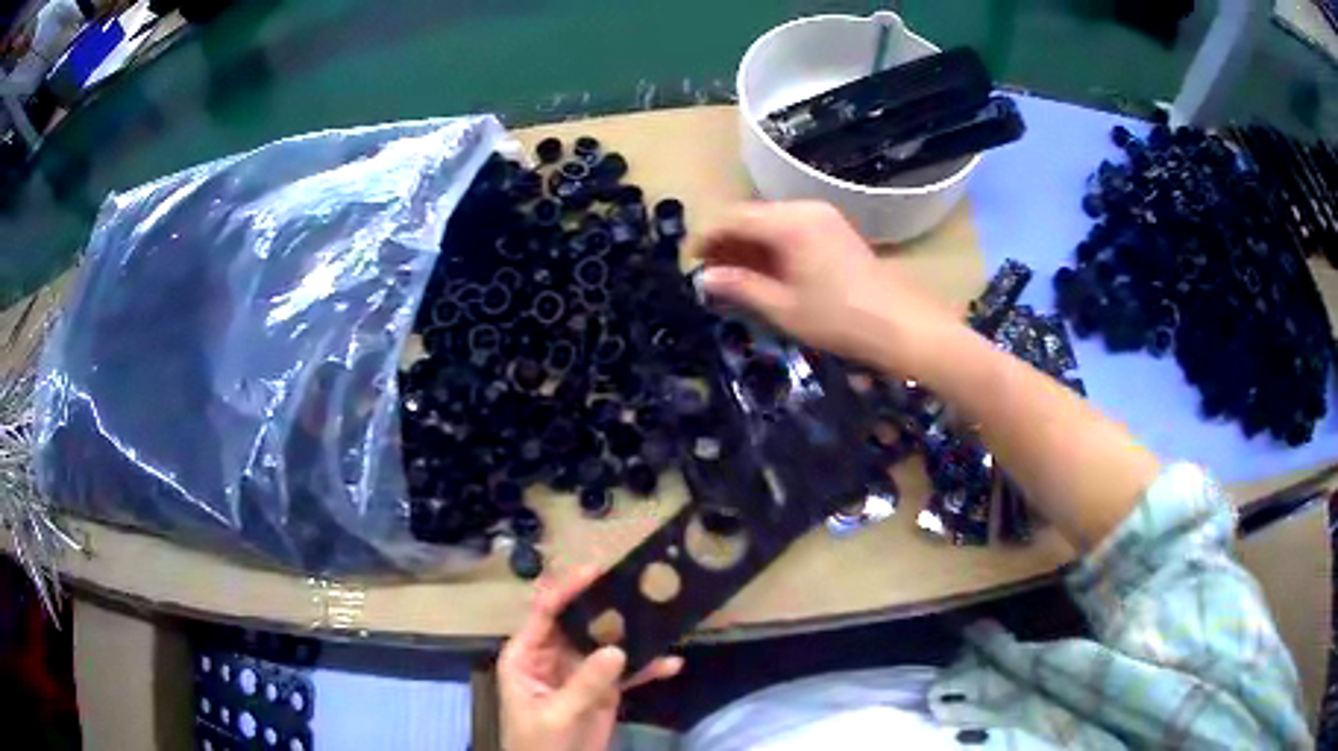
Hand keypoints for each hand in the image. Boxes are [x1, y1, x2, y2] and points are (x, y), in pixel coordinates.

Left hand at [498, 565, 683, 750]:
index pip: (545, 613)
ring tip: (662, 617)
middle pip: (579, 622)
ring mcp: (580, 673)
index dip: (567, 589)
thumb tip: (618, 649)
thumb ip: (585, 684)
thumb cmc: (538, 744)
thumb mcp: (556, 714)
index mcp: (527, 655)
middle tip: (638, 586)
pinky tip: (671, 663)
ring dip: (633, 634)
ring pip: (606, 644)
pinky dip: (647, 668)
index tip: (596, 571)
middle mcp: (552, 656)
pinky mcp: (602, 690)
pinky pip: (626, 673)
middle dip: (607, 606)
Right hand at [696, 202, 958, 373]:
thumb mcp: (783, 308)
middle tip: (708, 273)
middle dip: (727, 241)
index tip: (689, 261)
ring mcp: (823, 217)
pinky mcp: (835, 230)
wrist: (902, 326)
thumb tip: (704, 278)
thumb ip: (740, 287)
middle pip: (752, 216)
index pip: (733, 217)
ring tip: (732, 276)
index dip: (706, 237)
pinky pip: (791, 230)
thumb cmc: (840, 319)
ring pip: (771, 223)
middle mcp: (804, 209)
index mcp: (789, 223)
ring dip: (748, 245)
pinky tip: (765, 272)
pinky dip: (771, 247)